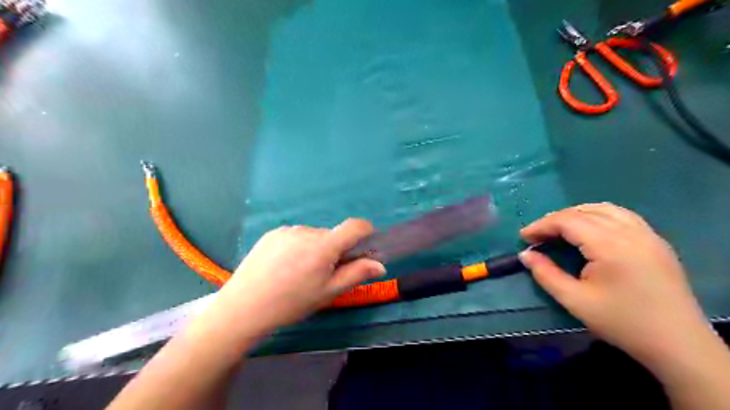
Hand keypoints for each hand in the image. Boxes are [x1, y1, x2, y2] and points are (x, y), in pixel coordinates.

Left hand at [211, 219, 383, 333]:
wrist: (244, 307)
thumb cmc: (292, 303)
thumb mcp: (328, 292)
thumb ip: (356, 274)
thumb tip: (380, 265)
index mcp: (324, 245)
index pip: (355, 226)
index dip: (365, 232)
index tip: (364, 247)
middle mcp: (307, 230)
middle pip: (332, 235)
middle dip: (335, 250)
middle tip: (323, 274)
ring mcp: (288, 230)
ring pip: (313, 236)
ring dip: (315, 248)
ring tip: (298, 272)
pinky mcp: (272, 233)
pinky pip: (295, 235)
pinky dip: (298, 246)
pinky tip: (283, 266)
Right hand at [519, 203, 714, 365]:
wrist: (677, 344)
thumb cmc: (622, 322)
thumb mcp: (575, 300)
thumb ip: (545, 274)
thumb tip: (525, 254)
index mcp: (610, 245)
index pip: (568, 221)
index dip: (542, 225)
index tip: (524, 237)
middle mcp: (630, 232)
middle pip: (584, 211)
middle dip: (555, 219)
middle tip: (538, 235)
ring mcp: (647, 234)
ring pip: (605, 209)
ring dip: (577, 214)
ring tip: (560, 229)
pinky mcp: (656, 242)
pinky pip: (623, 216)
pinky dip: (599, 216)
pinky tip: (591, 229)